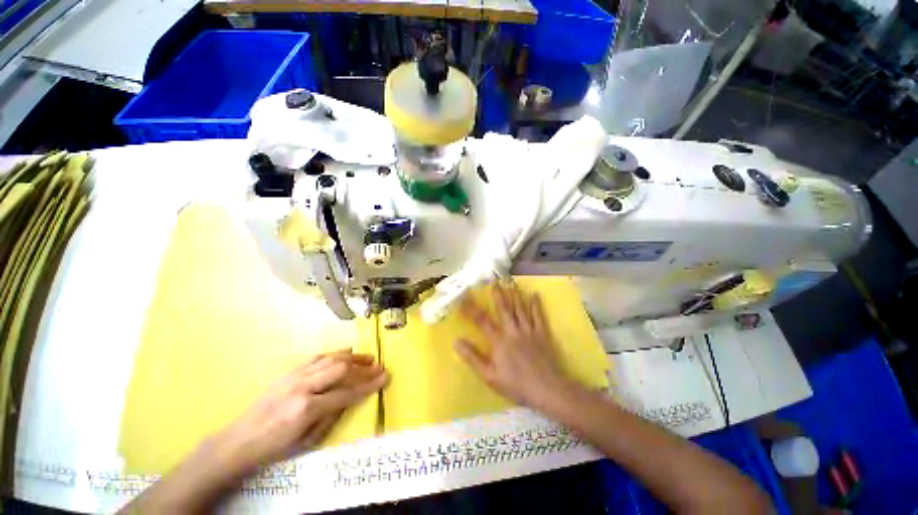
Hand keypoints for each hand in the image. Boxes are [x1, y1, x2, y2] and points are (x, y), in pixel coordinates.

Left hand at [211, 350, 388, 474]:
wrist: (237, 441)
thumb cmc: (274, 448)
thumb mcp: (307, 441)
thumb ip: (331, 417)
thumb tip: (349, 399)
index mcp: (307, 409)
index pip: (347, 393)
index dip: (369, 385)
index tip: (385, 377)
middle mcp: (303, 387)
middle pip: (341, 369)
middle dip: (363, 367)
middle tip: (379, 366)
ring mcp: (294, 376)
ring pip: (331, 359)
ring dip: (352, 357)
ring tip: (368, 357)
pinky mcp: (288, 372)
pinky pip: (316, 357)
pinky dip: (334, 354)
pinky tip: (344, 353)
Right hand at [454, 283, 572, 410]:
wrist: (547, 390)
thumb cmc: (516, 385)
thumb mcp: (489, 376)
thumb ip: (472, 357)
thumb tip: (456, 341)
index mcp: (499, 340)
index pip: (482, 320)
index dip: (471, 309)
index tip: (463, 298)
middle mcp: (513, 330)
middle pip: (504, 309)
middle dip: (498, 294)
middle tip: (494, 281)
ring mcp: (529, 330)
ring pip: (520, 308)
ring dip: (515, 294)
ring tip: (511, 282)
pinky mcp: (542, 334)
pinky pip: (538, 316)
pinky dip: (535, 305)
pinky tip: (534, 294)